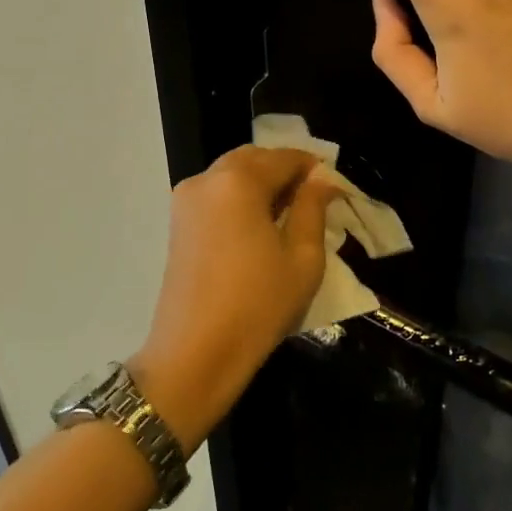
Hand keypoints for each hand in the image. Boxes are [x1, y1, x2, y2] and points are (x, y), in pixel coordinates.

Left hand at [130, 147, 335, 450]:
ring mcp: (185, 200)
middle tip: (312, 199)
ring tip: (288, 215)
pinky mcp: (177, 222)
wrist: (196, 353)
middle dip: (284, 171)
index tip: (334, 187)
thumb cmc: (258, 304)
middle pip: (253, 159)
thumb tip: (322, 179)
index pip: (284, 157)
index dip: (313, 167)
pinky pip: (216, 194)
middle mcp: (207, 179)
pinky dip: (239, 198)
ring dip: (261, 183)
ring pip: (231, 174)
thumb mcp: (303, 257)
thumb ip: (313, 208)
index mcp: (239, 181)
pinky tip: (258, 227)